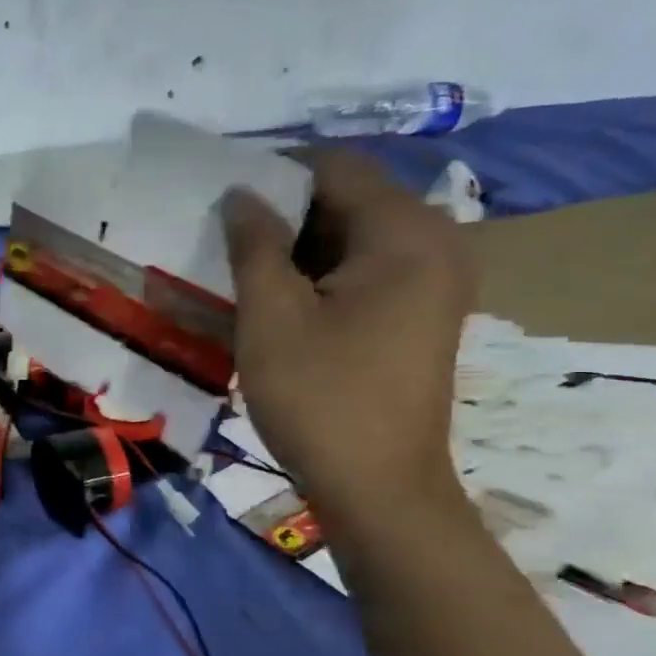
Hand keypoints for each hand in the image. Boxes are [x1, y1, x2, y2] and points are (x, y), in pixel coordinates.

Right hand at [224, 152, 474, 520]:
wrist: (379, 488)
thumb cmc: (321, 397)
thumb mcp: (271, 316)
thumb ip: (255, 244)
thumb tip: (241, 193)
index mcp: (406, 234)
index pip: (336, 168)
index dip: (273, 173)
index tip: (219, 197)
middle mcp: (435, 243)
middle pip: (349, 197)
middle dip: (283, 210)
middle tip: (222, 235)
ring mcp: (434, 280)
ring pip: (353, 235)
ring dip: (297, 244)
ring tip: (241, 266)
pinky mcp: (421, 311)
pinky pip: (366, 267)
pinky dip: (320, 271)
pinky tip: (278, 298)